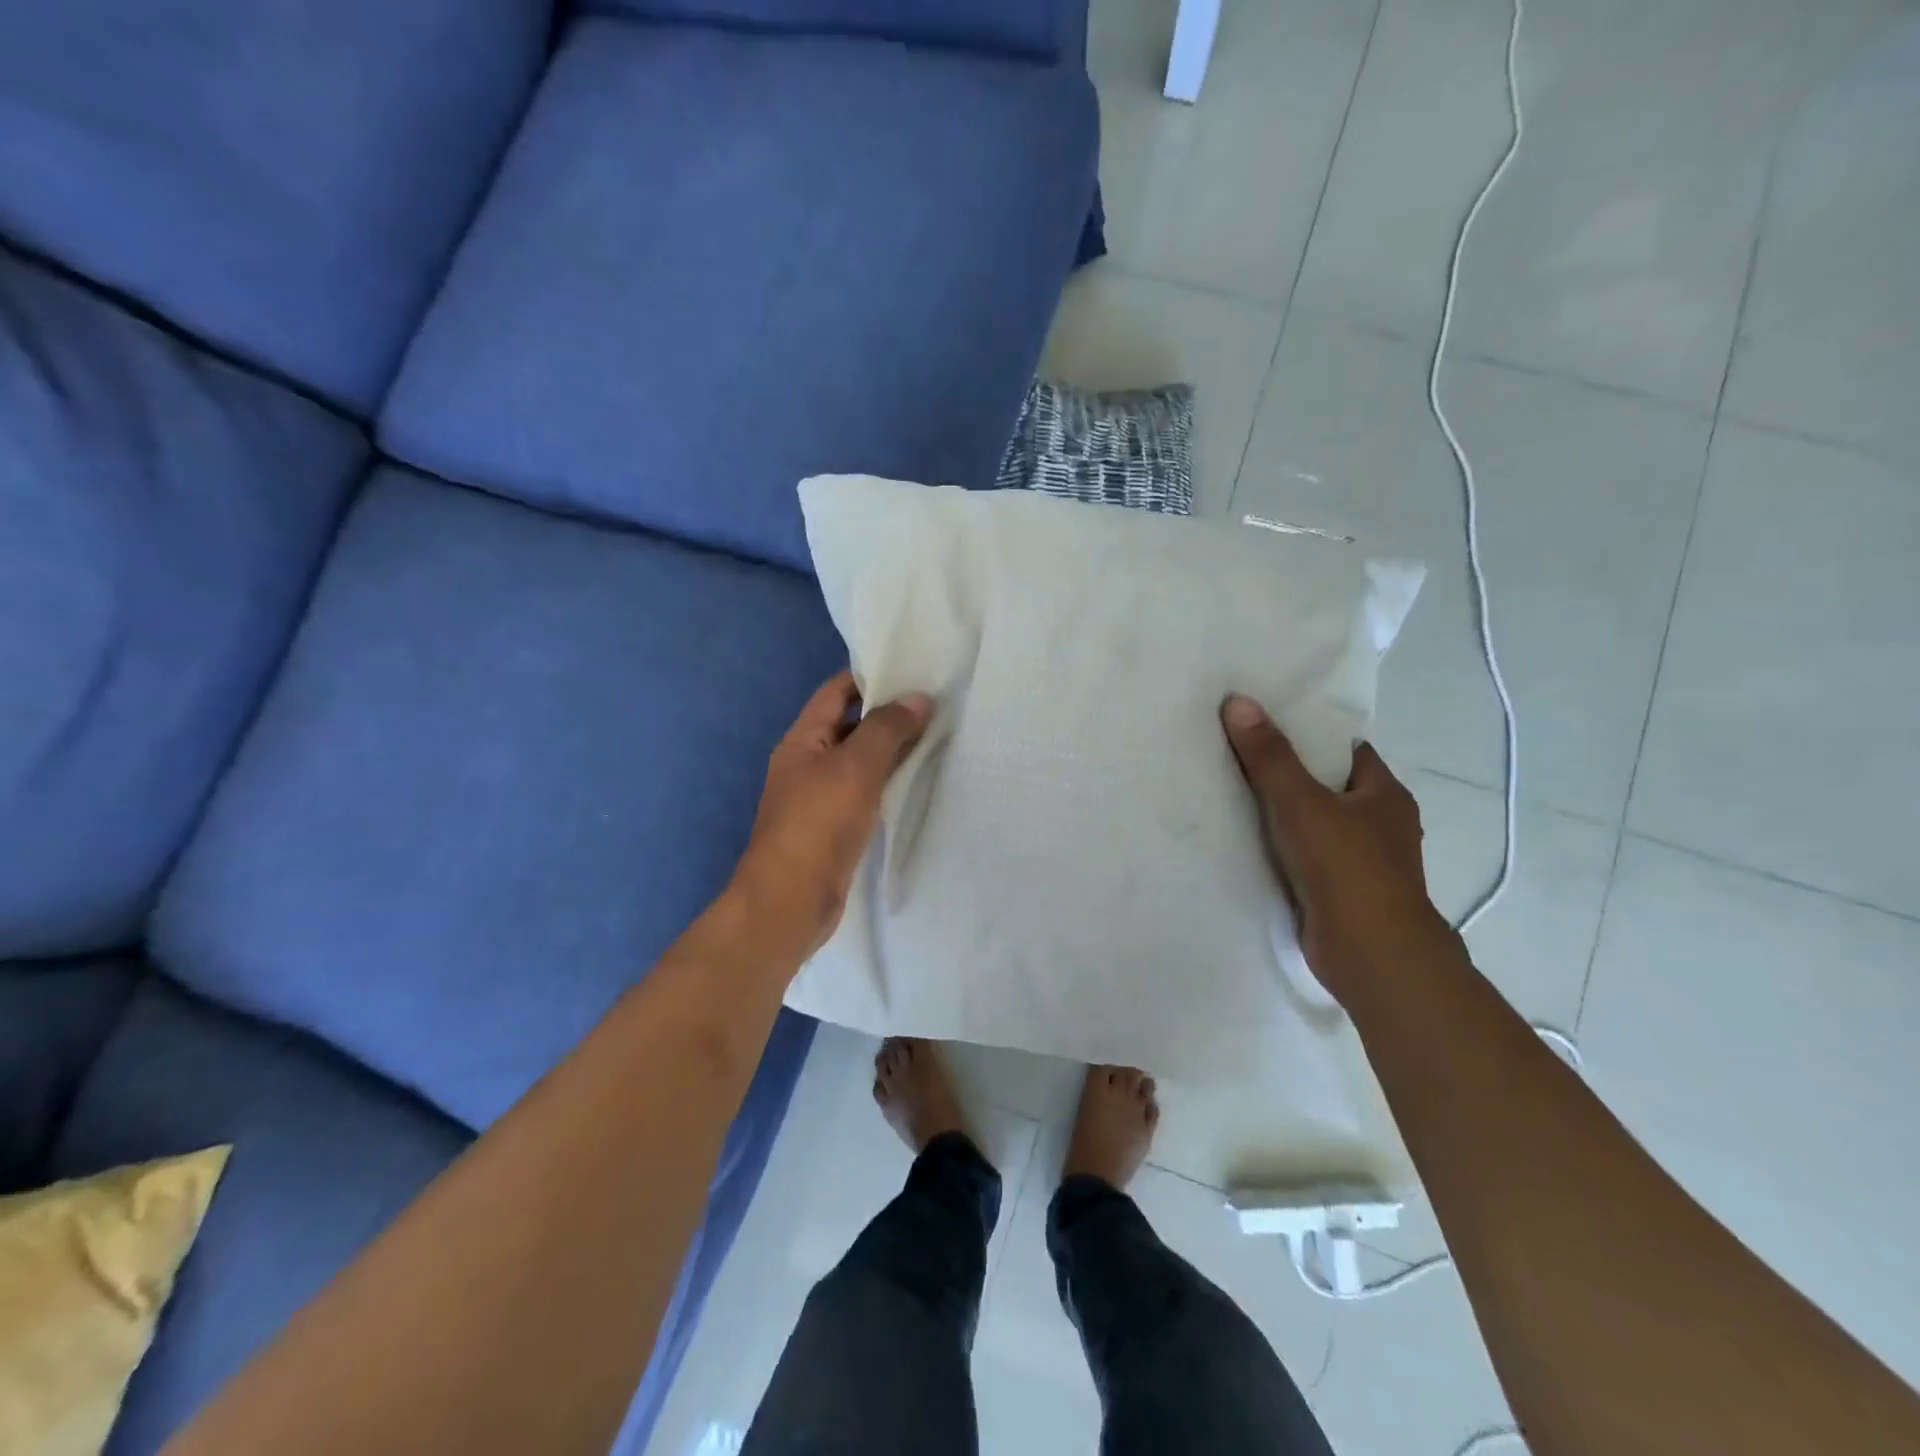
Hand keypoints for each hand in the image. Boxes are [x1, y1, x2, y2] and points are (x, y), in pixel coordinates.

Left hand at [732, 671, 930, 960]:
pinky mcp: (834, 828)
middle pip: (850, 725)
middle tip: (937, 704)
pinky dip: (889, 783)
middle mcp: (807, 763)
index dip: (871, 676)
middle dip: (889, 714)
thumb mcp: (856, 767)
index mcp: (802, 739)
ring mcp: (820, 797)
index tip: (914, 670)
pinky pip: (865, 793)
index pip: (836, 692)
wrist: (790, 902)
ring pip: (860, 761)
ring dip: (892, 750)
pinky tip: (918, 782)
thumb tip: (918, 698)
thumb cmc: (818, 824)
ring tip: (937, 736)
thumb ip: (887, 729)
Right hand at [1220, 693, 1460, 1006]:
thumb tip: (1239, 701)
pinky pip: (1310, 860)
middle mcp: (1382, 826)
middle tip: (1243, 758)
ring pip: (1320, 826)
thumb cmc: (1346, 867)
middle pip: (1332, 789)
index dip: (1314, 737)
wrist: (1371, 954)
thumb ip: (1269, 756)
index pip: (1349, 752)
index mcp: (1385, 796)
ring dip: (1288, 818)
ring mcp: (1365, 864)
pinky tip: (1251, 846)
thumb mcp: (1300, 802)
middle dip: (1294, 777)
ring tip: (1236, 797)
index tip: (1272, 727)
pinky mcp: (1344, 895)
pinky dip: (1286, 852)